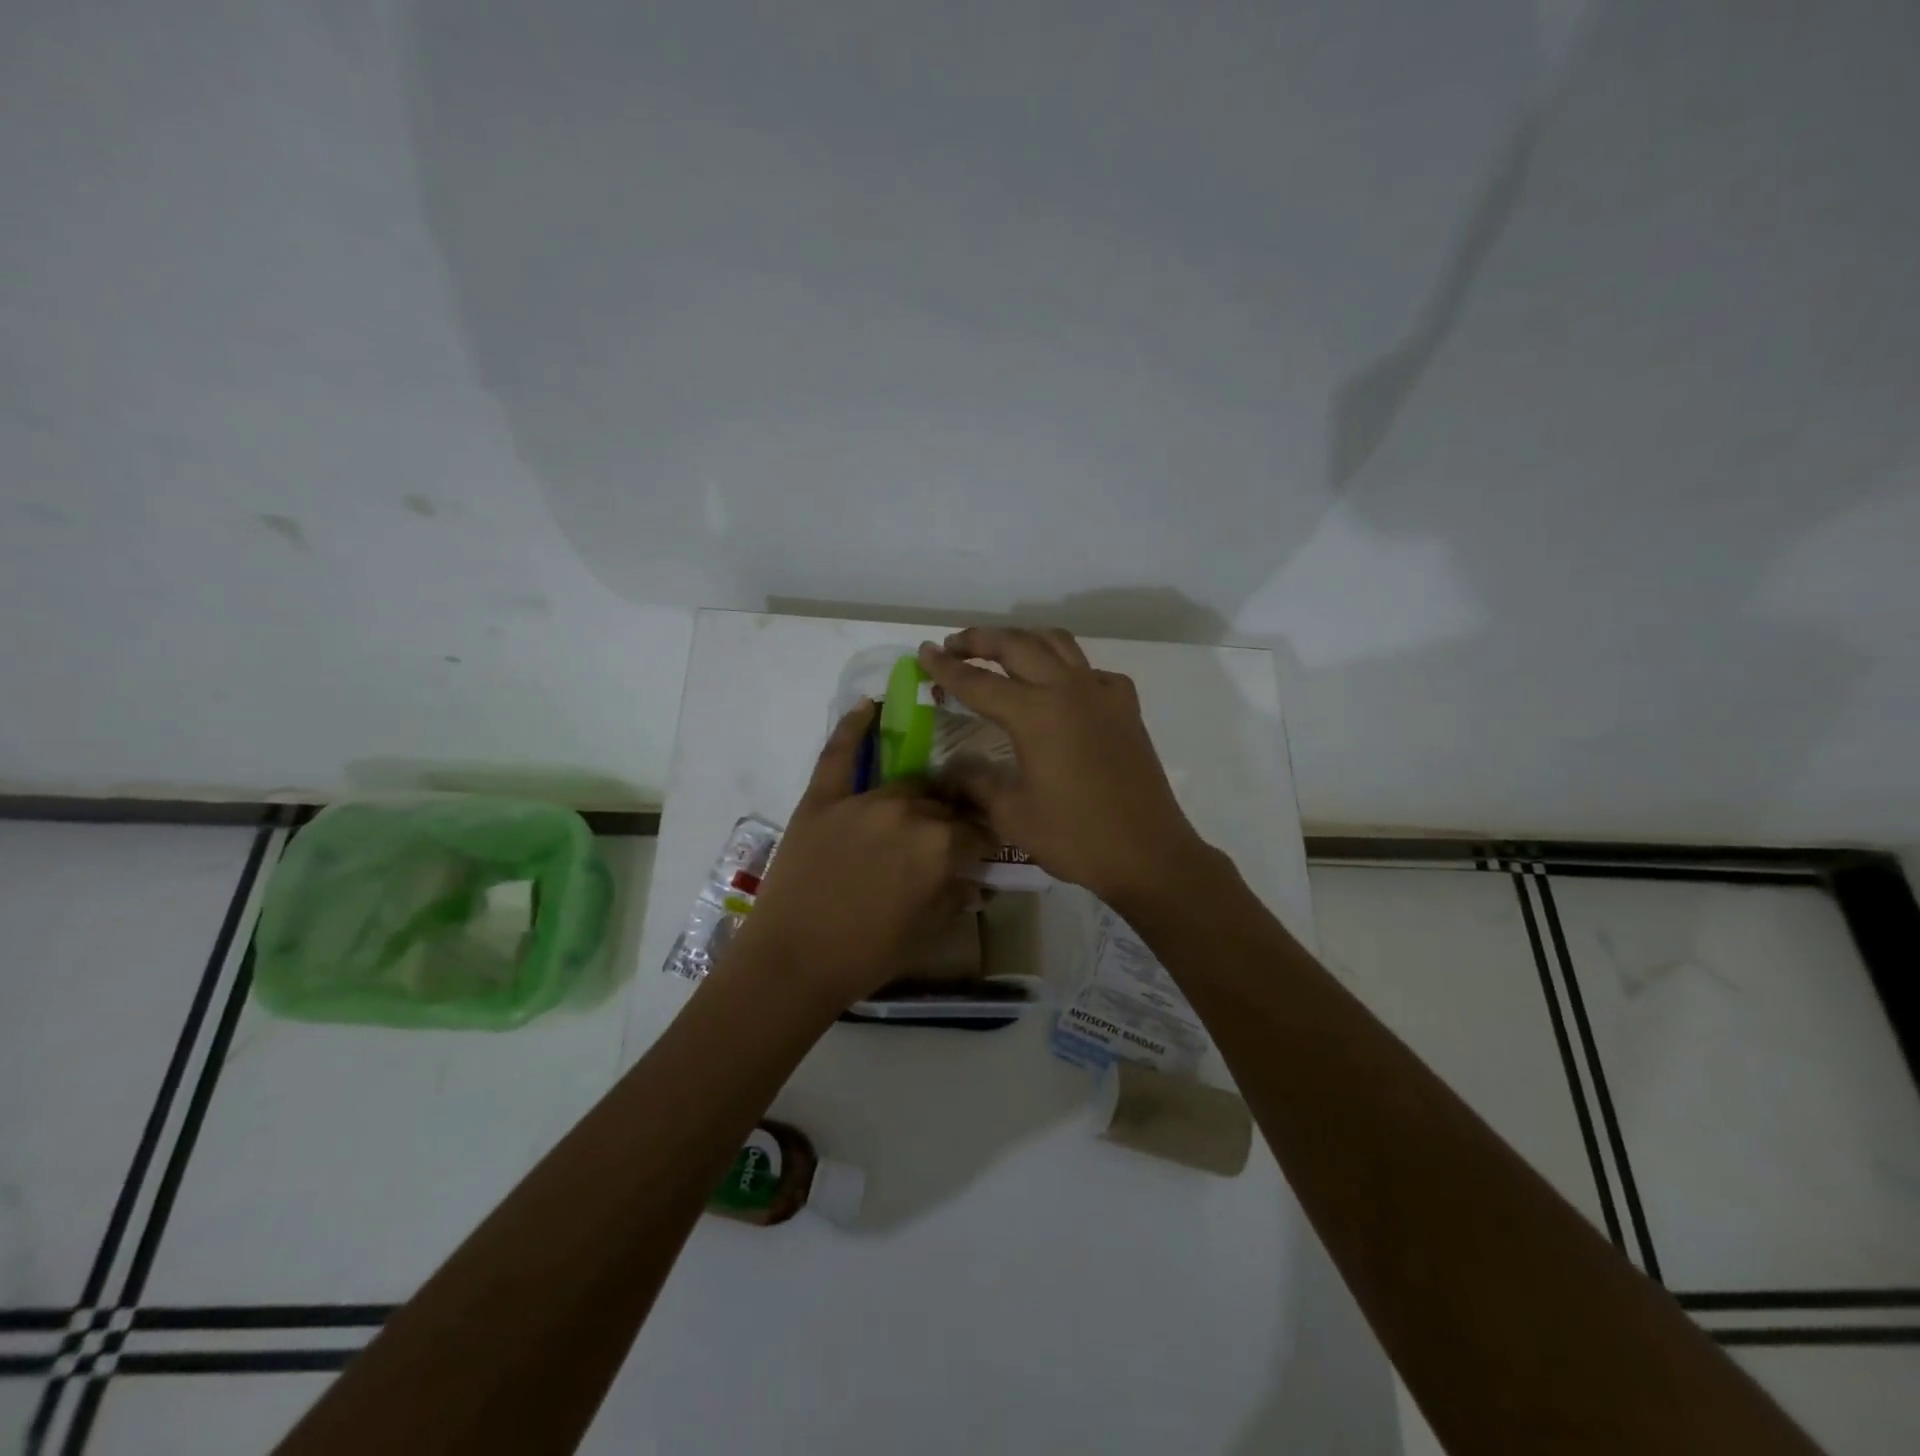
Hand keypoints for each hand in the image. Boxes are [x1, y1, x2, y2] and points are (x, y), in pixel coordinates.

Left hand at [724, 701, 995, 1009]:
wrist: (792, 962)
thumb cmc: (866, 955)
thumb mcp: (928, 931)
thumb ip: (958, 895)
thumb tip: (976, 877)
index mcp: (941, 846)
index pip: (977, 831)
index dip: (983, 842)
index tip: (982, 850)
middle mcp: (908, 811)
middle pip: (943, 803)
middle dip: (951, 819)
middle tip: (946, 836)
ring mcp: (862, 800)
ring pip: (906, 783)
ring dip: (919, 795)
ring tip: (920, 805)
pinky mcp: (822, 799)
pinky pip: (839, 754)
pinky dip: (853, 726)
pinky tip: (868, 704)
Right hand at [917, 627, 1211, 907]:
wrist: (1147, 853)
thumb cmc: (1075, 837)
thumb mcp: (1012, 815)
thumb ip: (976, 784)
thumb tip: (951, 771)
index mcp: (1034, 713)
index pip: (978, 682)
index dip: (946, 668)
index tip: (924, 652)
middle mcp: (1067, 689)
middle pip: (1016, 645)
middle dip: (980, 640)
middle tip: (954, 645)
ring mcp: (1101, 693)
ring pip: (1057, 643)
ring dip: (1023, 639)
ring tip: (1001, 651)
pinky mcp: (1125, 707)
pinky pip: (1090, 670)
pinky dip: (1066, 666)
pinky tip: (1059, 688)